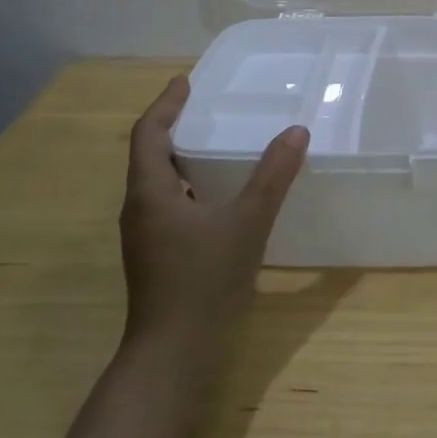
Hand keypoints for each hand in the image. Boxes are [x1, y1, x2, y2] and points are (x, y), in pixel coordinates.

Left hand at [119, 76, 308, 357]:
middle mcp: (140, 209)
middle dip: (173, 126)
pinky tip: (221, 195)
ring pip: (159, 181)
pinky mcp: (158, 256)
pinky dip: (190, 185)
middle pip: (149, 155)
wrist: (172, 356)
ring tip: (217, 143)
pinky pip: (170, 203)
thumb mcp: (246, 224)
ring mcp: (147, 236)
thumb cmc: (203, 283)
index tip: (185, 81)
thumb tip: (296, 132)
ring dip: (181, 156)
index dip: (165, 104)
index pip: (148, 134)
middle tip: (207, 107)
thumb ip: (272, 177)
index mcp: (150, 193)